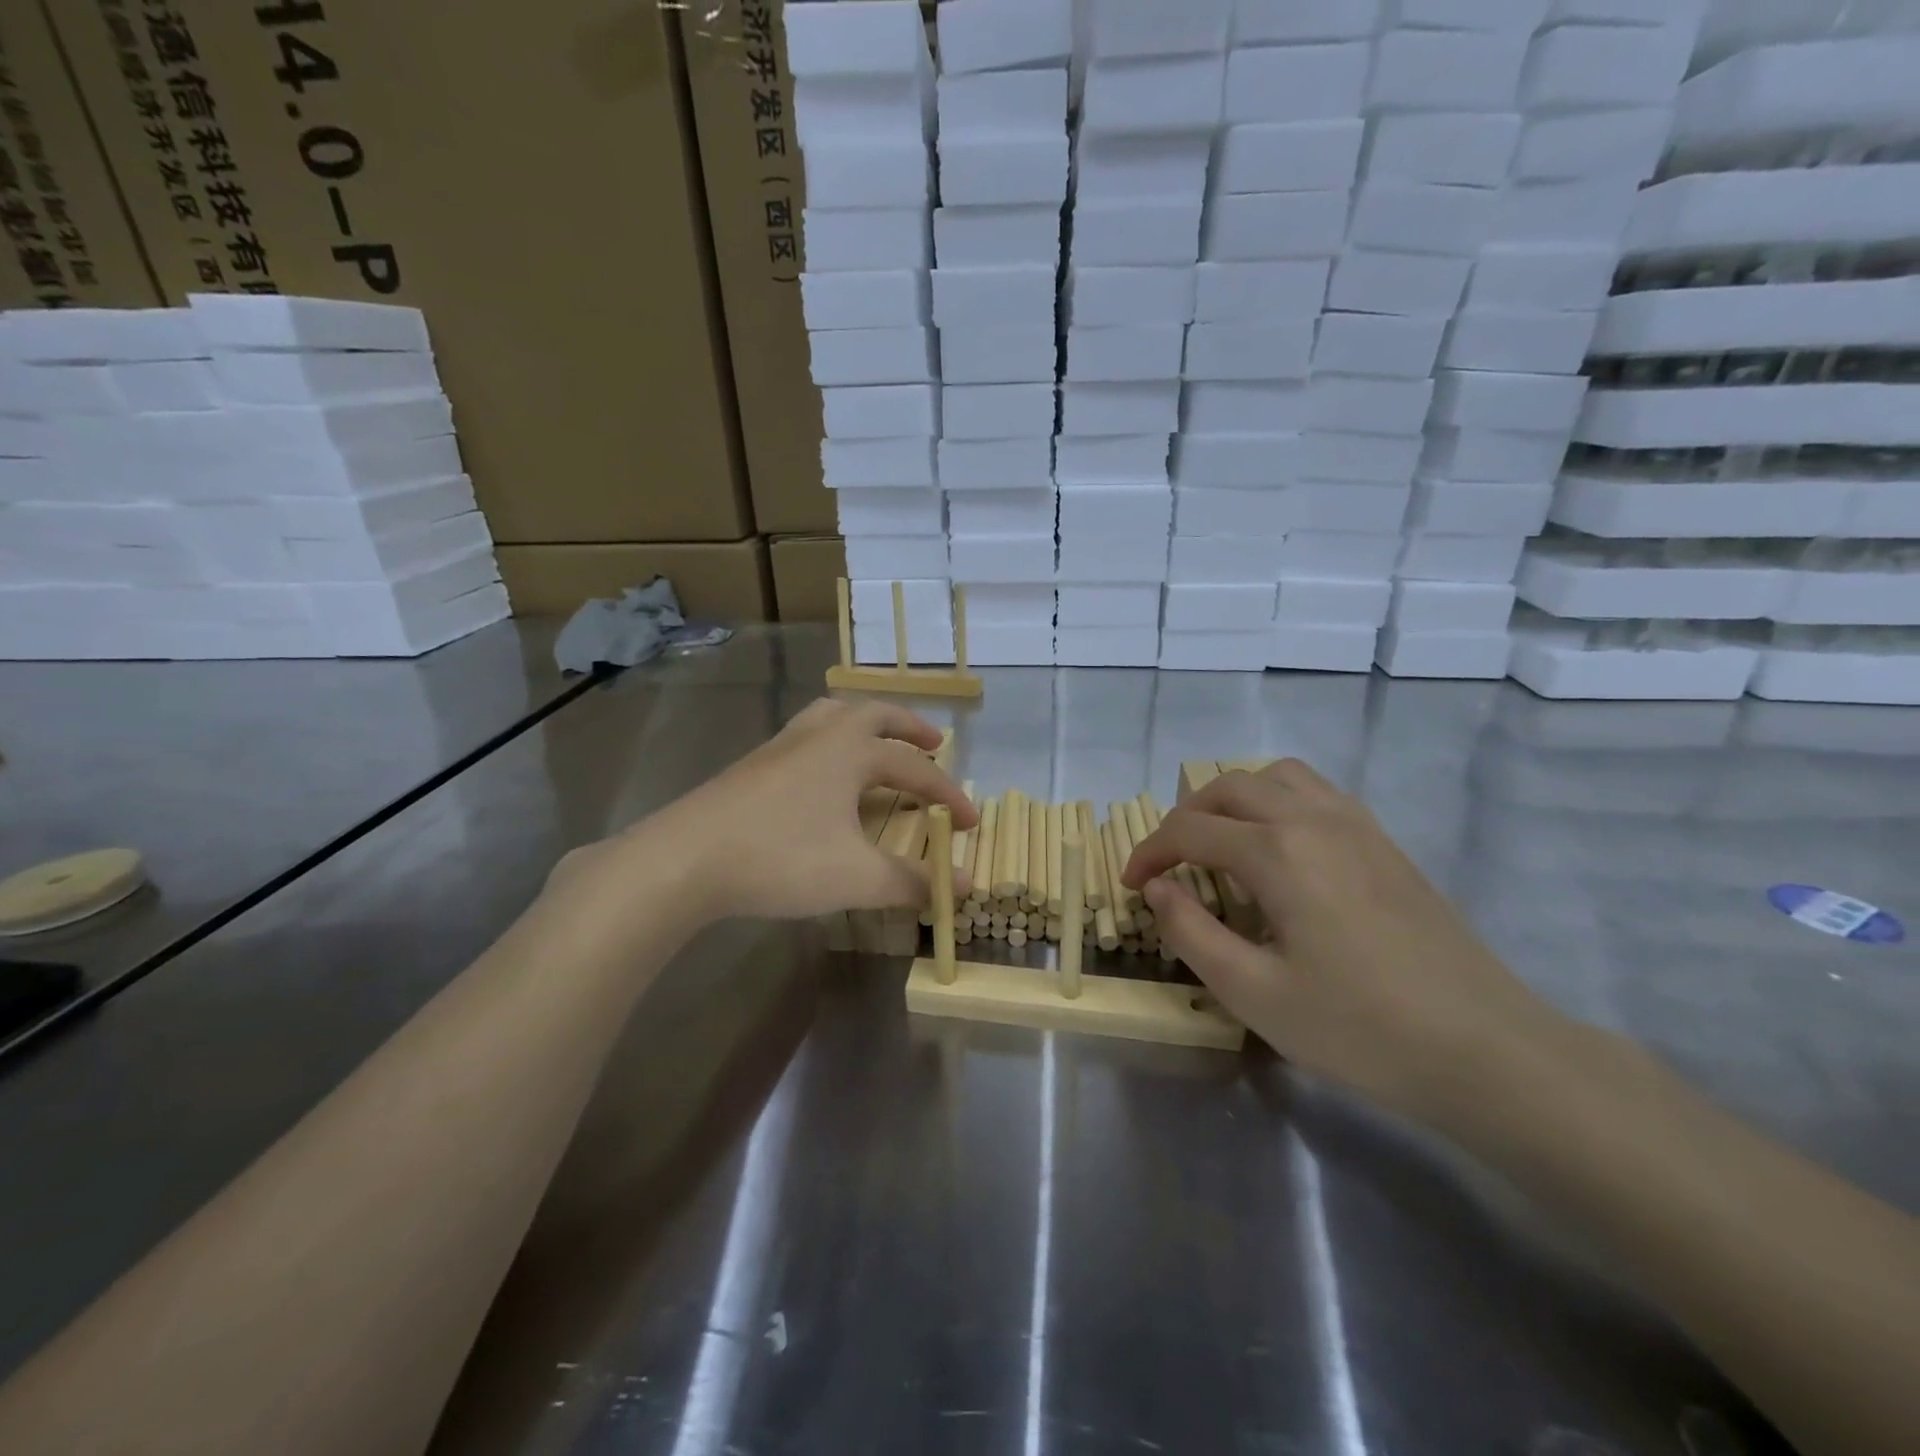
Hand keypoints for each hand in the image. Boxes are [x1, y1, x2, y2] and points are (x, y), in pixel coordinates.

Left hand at [560, 699, 976, 928]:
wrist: (685, 859)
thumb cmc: (781, 858)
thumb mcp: (856, 877)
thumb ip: (912, 881)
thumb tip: (964, 886)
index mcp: (851, 751)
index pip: (915, 767)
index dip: (948, 794)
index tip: (971, 823)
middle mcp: (819, 736)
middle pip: (874, 715)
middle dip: (909, 727)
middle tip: (935, 741)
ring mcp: (780, 747)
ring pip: (832, 716)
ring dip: (865, 724)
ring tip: (878, 742)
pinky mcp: (752, 766)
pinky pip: (805, 738)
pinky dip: (830, 743)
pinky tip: (822, 775)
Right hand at [1123, 760, 1560, 1119]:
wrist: (1487, 1050)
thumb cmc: (1360, 1028)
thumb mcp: (1252, 993)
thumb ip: (1190, 932)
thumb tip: (1158, 889)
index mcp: (1276, 852)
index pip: (1189, 830)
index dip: (1149, 853)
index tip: (1131, 884)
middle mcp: (1312, 819)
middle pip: (1229, 787)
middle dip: (1185, 817)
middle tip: (1168, 863)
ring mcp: (1356, 825)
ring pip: (1276, 776)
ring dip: (1234, 799)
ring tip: (1221, 844)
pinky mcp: (1384, 843)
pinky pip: (1316, 793)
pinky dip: (1278, 801)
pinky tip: (1279, 851)